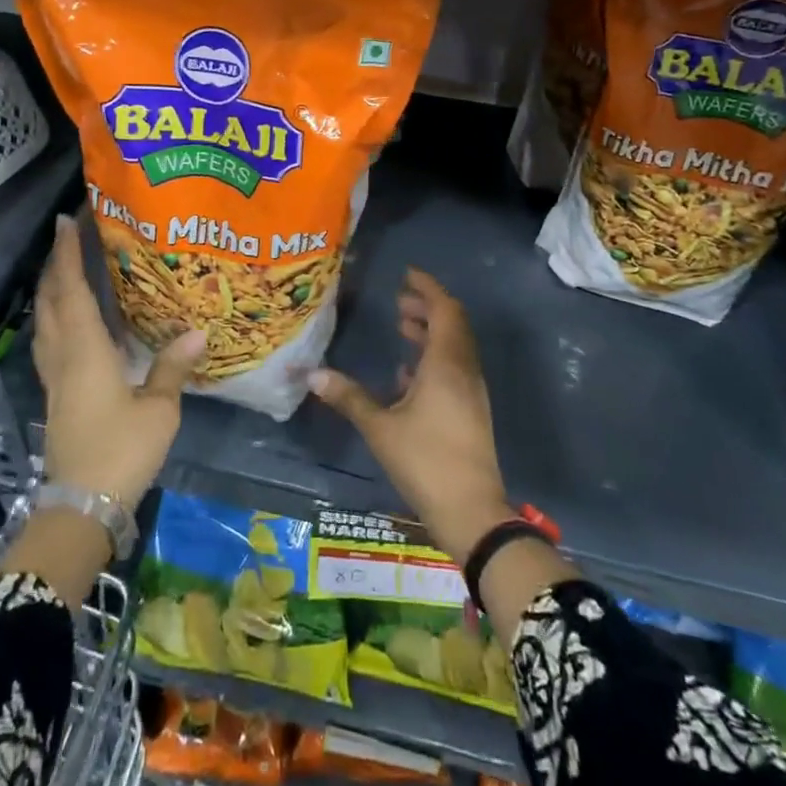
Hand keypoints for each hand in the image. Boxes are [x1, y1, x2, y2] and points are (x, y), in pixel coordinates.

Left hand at [34, 214, 204, 508]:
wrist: (81, 507)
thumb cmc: (121, 451)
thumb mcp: (158, 409)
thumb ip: (172, 367)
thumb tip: (197, 331)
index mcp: (84, 350)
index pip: (71, 290)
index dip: (67, 254)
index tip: (67, 221)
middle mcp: (63, 356)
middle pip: (50, 302)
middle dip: (55, 266)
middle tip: (68, 237)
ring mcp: (55, 378)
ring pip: (45, 322)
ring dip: (51, 291)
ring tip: (66, 270)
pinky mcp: (56, 396)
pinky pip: (49, 342)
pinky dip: (55, 318)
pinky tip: (71, 322)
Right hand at [308, 269, 513, 562]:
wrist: (472, 511)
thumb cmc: (426, 461)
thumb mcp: (380, 428)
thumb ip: (349, 397)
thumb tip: (313, 373)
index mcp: (447, 363)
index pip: (444, 309)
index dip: (427, 287)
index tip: (406, 274)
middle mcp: (464, 369)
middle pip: (452, 324)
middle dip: (427, 307)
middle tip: (399, 300)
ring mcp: (472, 391)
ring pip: (455, 346)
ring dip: (431, 331)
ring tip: (401, 327)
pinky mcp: (471, 410)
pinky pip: (455, 368)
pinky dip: (435, 358)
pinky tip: (408, 374)